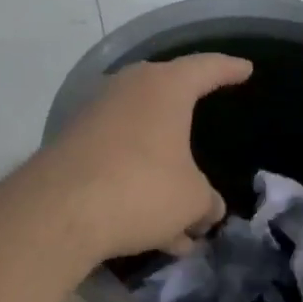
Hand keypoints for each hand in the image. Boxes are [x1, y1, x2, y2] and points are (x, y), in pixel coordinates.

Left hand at [37, 54, 251, 263]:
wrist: (57, 211)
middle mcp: (126, 91)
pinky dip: (138, 189)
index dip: (229, 69)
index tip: (245, 69)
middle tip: (205, 123)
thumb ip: (206, 202)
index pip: (206, 68)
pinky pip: (118, 163)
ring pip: (142, 143)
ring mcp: (94, 118)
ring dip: (163, 177)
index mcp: (164, 87)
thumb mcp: (191, 201)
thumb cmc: (141, 188)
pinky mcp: (71, 149)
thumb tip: (208, 210)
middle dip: (187, 123)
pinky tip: (154, 233)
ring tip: (184, 223)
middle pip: (166, 100)